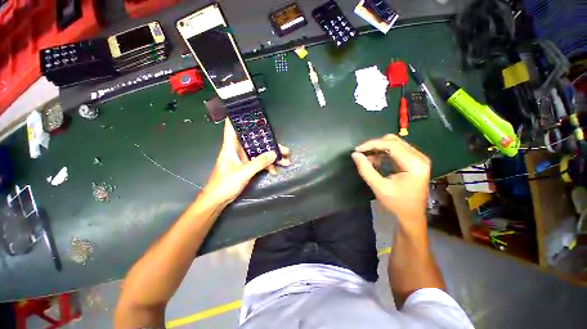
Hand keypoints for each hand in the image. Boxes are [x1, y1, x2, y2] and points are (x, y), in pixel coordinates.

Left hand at [203, 120, 290, 205]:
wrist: (218, 200)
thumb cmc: (225, 184)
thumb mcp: (244, 172)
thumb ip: (259, 162)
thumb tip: (274, 153)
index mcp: (231, 147)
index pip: (232, 127)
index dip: (238, 118)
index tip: (249, 111)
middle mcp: (237, 150)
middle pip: (254, 141)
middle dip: (269, 143)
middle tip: (283, 147)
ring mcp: (243, 159)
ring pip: (259, 152)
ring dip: (271, 156)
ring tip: (285, 159)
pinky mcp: (246, 167)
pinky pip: (259, 162)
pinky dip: (267, 165)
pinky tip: (274, 170)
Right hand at [351, 134, 429, 230]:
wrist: (411, 216)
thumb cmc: (397, 204)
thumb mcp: (379, 187)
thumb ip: (366, 169)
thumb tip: (355, 154)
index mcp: (414, 164)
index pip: (391, 145)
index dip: (372, 144)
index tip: (357, 150)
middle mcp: (419, 157)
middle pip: (394, 141)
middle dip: (375, 145)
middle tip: (361, 153)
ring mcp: (418, 159)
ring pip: (394, 144)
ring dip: (378, 148)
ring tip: (366, 157)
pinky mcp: (414, 161)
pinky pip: (396, 151)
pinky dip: (383, 153)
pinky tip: (374, 160)